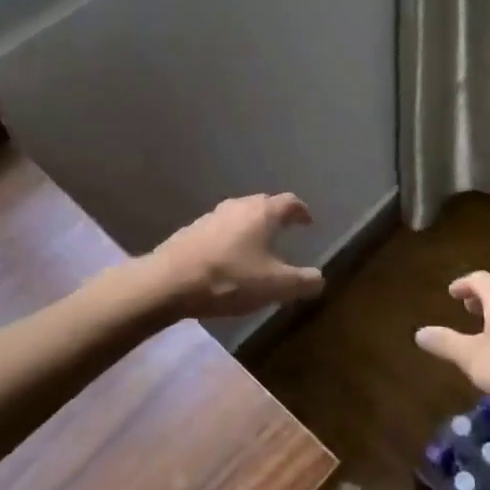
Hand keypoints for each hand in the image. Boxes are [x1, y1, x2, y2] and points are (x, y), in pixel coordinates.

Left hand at [147, 193, 325, 318]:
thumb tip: (320, 279)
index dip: (301, 211)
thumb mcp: (275, 286)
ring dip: (251, 226)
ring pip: (240, 214)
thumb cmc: (230, 279)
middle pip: (264, 203)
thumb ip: (302, 282)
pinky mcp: (191, 230)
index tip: (307, 222)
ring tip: (257, 245)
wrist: (168, 282)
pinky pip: (220, 228)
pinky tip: (228, 257)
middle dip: (276, 215)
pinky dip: (230, 237)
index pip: (290, 202)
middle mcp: (239, 206)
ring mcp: (212, 216)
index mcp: (263, 213)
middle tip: (285, 230)